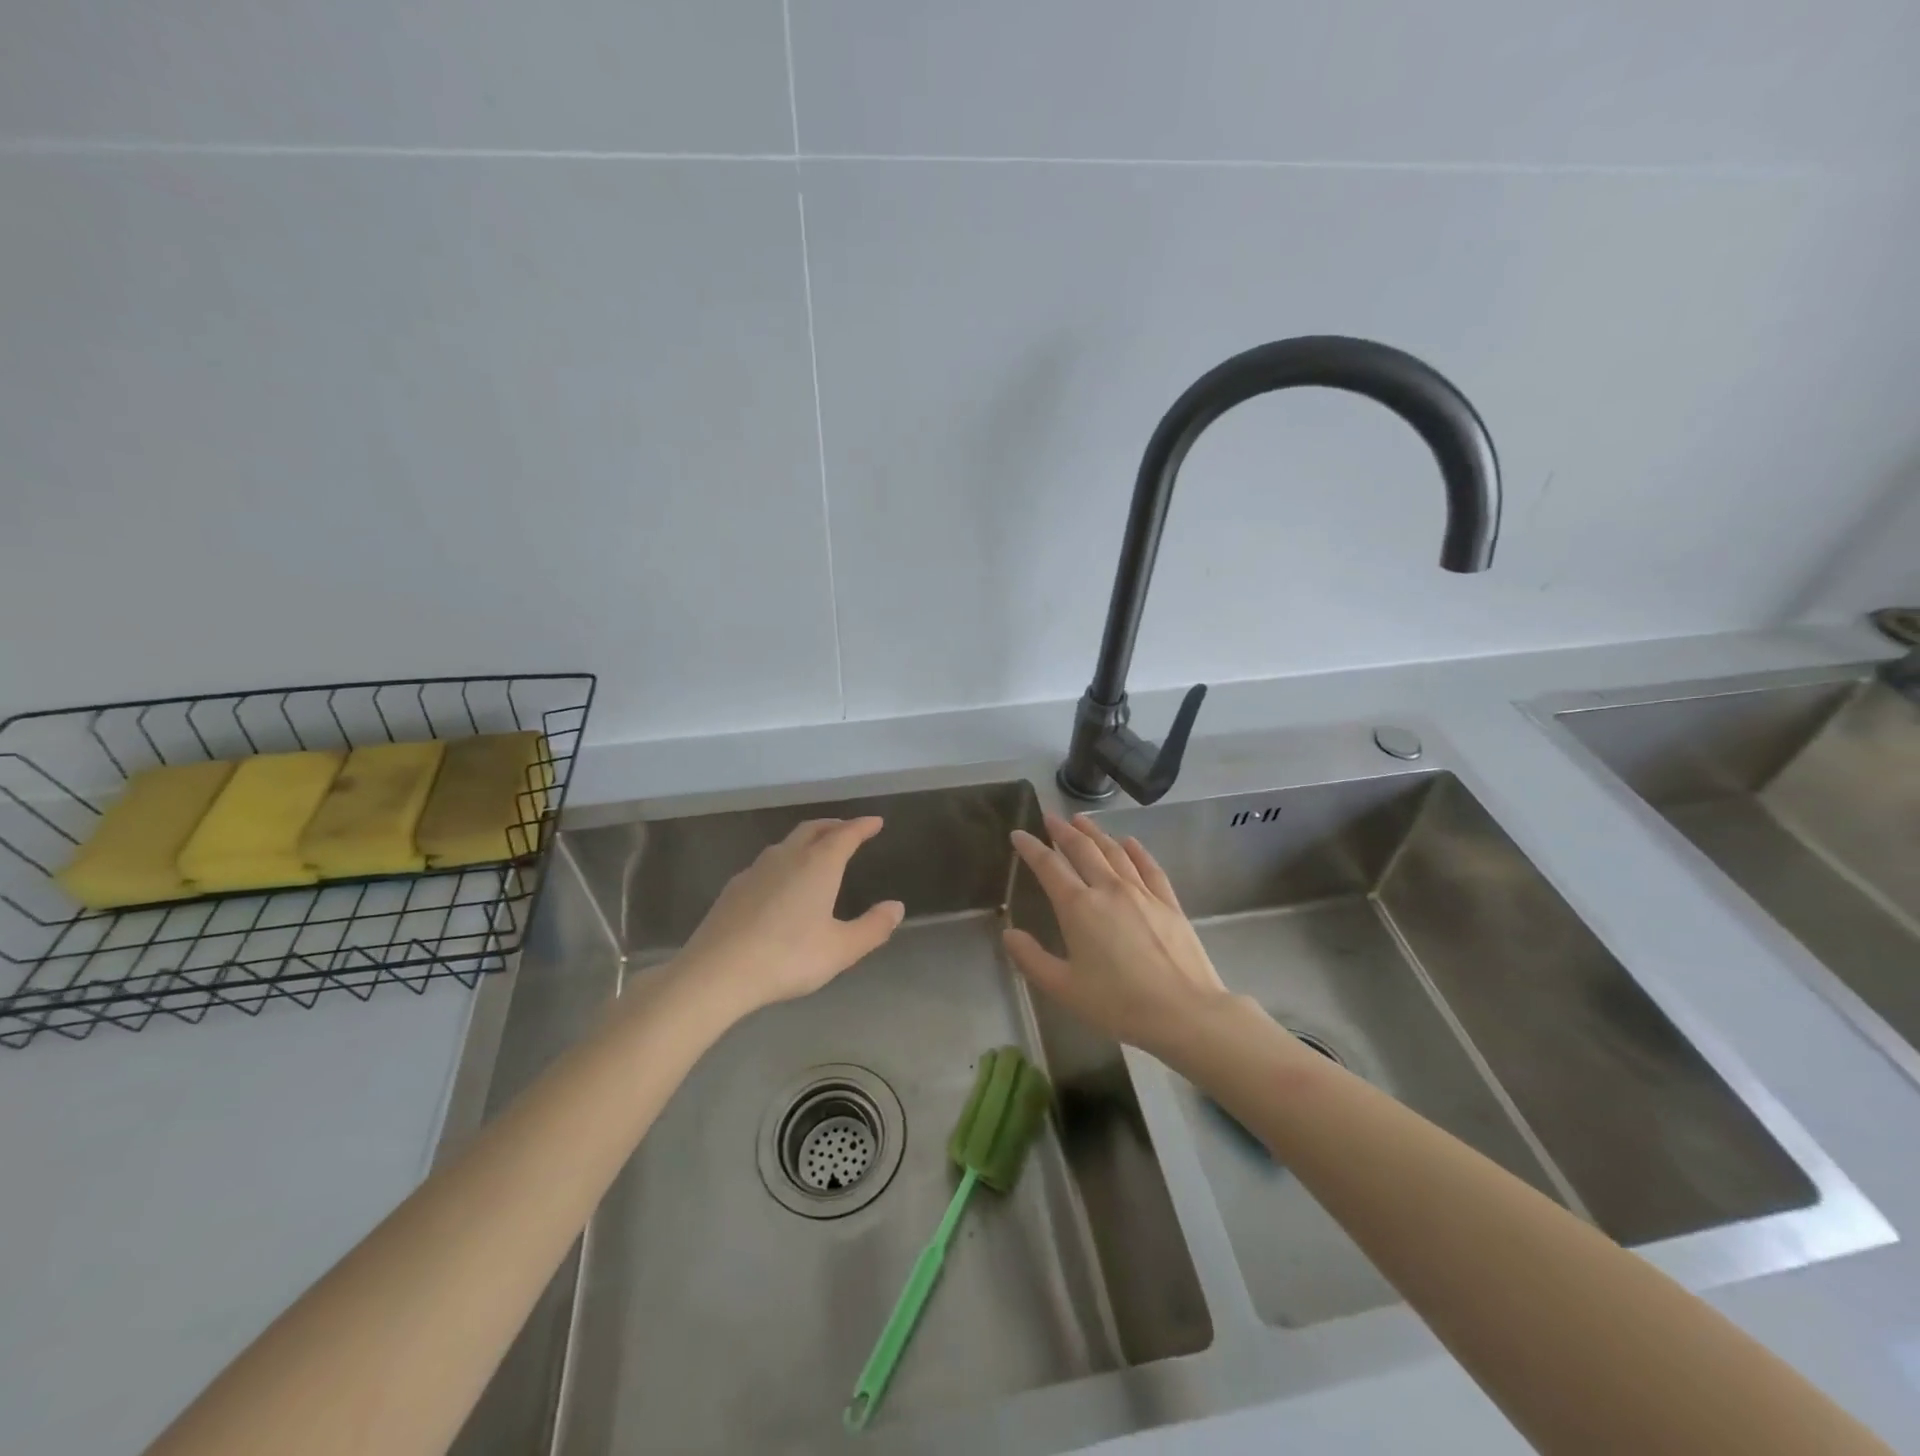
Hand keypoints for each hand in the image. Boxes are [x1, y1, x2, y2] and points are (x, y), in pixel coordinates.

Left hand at [677, 817, 903, 1016]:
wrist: (717, 972)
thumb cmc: (788, 957)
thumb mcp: (841, 949)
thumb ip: (872, 927)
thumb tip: (896, 907)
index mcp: (818, 865)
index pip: (845, 834)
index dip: (863, 826)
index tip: (876, 822)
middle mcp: (787, 857)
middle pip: (813, 829)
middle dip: (834, 826)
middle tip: (848, 830)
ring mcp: (756, 870)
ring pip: (787, 844)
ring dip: (807, 841)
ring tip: (817, 853)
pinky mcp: (734, 888)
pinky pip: (767, 863)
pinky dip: (784, 861)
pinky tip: (781, 883)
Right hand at [1003, 812, 1230, 1058]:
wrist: (1184, 1011)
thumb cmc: (1118, 1003)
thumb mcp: (1064, 988)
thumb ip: (1031, 959)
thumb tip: (1008, 933)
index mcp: (1078, 907)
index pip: (1048, 866)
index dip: (1031, 847)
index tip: (1018, 833)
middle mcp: (1108, 889)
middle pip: (1082, 849)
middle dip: (1063, 830)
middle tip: (1050, 817)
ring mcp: (1142, 892)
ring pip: (1114, 851)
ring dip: (1095, 832)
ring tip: (1082, 820)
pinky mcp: (1168, 902)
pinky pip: (1148, 866)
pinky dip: (1136, 850)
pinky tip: (1129, 842)